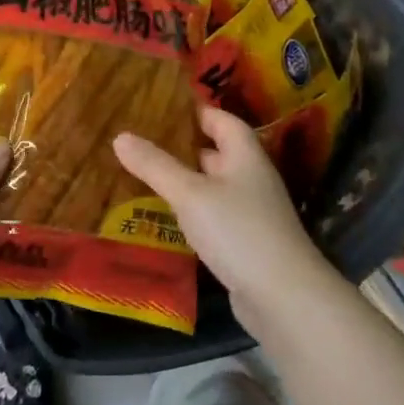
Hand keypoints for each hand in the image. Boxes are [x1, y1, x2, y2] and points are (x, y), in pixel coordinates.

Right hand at [113, 106, 335, 336]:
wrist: (283, 296)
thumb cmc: (237, 230)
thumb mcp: (190, 194)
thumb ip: (156, 166)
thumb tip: (121, 136)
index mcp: (244, 155)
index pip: (221, 119)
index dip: (195, 112)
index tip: (160, 109)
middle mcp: (251, 177)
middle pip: (216, 152)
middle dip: (182, 147)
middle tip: (142, 142)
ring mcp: (251, 211)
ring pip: (213, 186)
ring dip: (185, 181)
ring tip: (145, 175)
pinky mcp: (245, 241)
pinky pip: (213, 215)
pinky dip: (192, 211)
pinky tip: (166, 216)